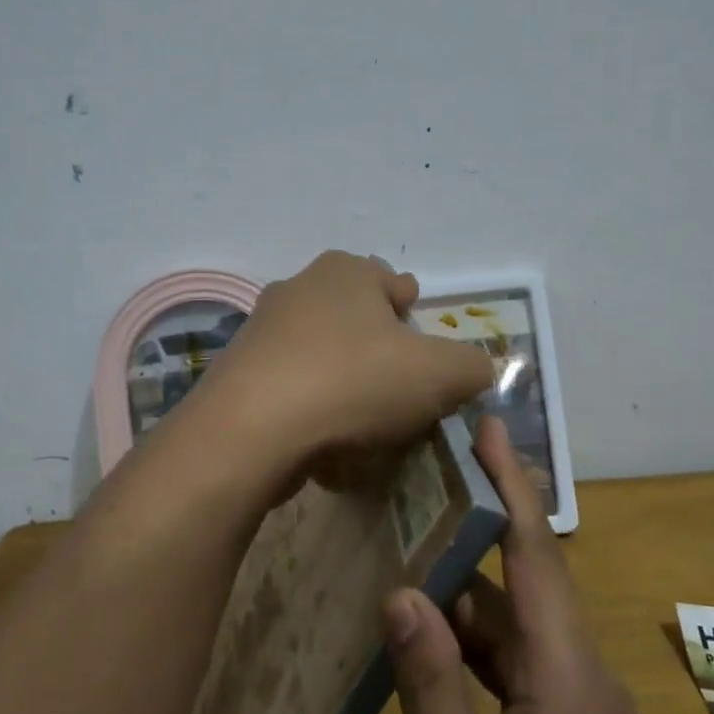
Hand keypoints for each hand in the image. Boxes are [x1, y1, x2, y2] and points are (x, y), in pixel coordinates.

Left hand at [191, 251, 492, 474]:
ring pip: (321, 353)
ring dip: (343, 381)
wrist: (253, 429)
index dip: (416, 321)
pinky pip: (291, 387)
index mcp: (346, 271)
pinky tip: (323, 441)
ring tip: (362, 424)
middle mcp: (299, 288)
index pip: (395, 286)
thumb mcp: (440, 374)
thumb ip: (471, 366)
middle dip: (379, 352)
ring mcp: (262, 330)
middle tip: (397, 392)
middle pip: (356, 319)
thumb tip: (474, 370)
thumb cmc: (355, 382)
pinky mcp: (239, 372)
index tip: (422, 358)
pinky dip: (310, 408)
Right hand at [358, 420, 713, 713]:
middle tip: (394, 503)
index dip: (511, 483)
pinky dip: (453, 699)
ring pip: (499, 644)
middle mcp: (575, 683)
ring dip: (443, 625)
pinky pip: (500, 699)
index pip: (535, 553)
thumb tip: (402, 593)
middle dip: (455, 546)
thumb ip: (432, 697)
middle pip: (510, 592)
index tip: (488, 424)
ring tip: (376, 595)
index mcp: (564, 683)